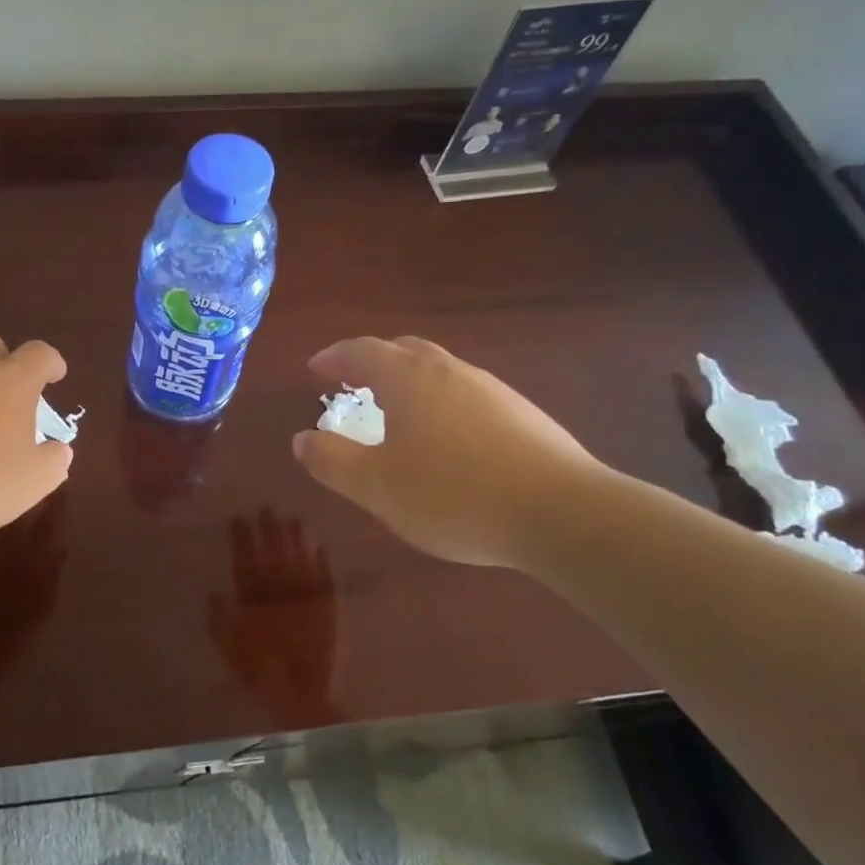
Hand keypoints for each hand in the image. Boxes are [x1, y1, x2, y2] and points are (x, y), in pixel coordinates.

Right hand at [210, 510, 342, 727]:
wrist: (304, 696)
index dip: (242, 539)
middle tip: (266, 509)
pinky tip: (319, 547)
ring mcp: (305, 597)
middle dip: (269, 530)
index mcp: (254, 600)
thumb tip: (214, 592)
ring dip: (296, 538)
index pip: (245, 561)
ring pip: (299, 558)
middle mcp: (280, 592)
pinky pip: (324, 577)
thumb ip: (220, 621)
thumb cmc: (262, 673)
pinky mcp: (327, 607)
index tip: (239, 519)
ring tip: (293, 519)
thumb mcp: (230, 650)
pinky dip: (321, 561)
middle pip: (273, 553)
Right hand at [291, 336, 609, 569]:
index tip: (315, 369)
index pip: (362, 351)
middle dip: (374, 361)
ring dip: (411, 383)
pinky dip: (442, 404)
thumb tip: (302, 439)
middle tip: (354, 381)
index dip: (334, 356)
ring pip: (440, 372)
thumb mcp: (376, 486)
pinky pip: (468, 396)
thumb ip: (332, 461)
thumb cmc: (453, 494)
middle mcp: (450, 371)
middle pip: (405, 351)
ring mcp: (492, 391)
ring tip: (398, 413)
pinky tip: (449, 442)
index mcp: (409, 379)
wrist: (562, 513)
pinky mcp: (524, 415)